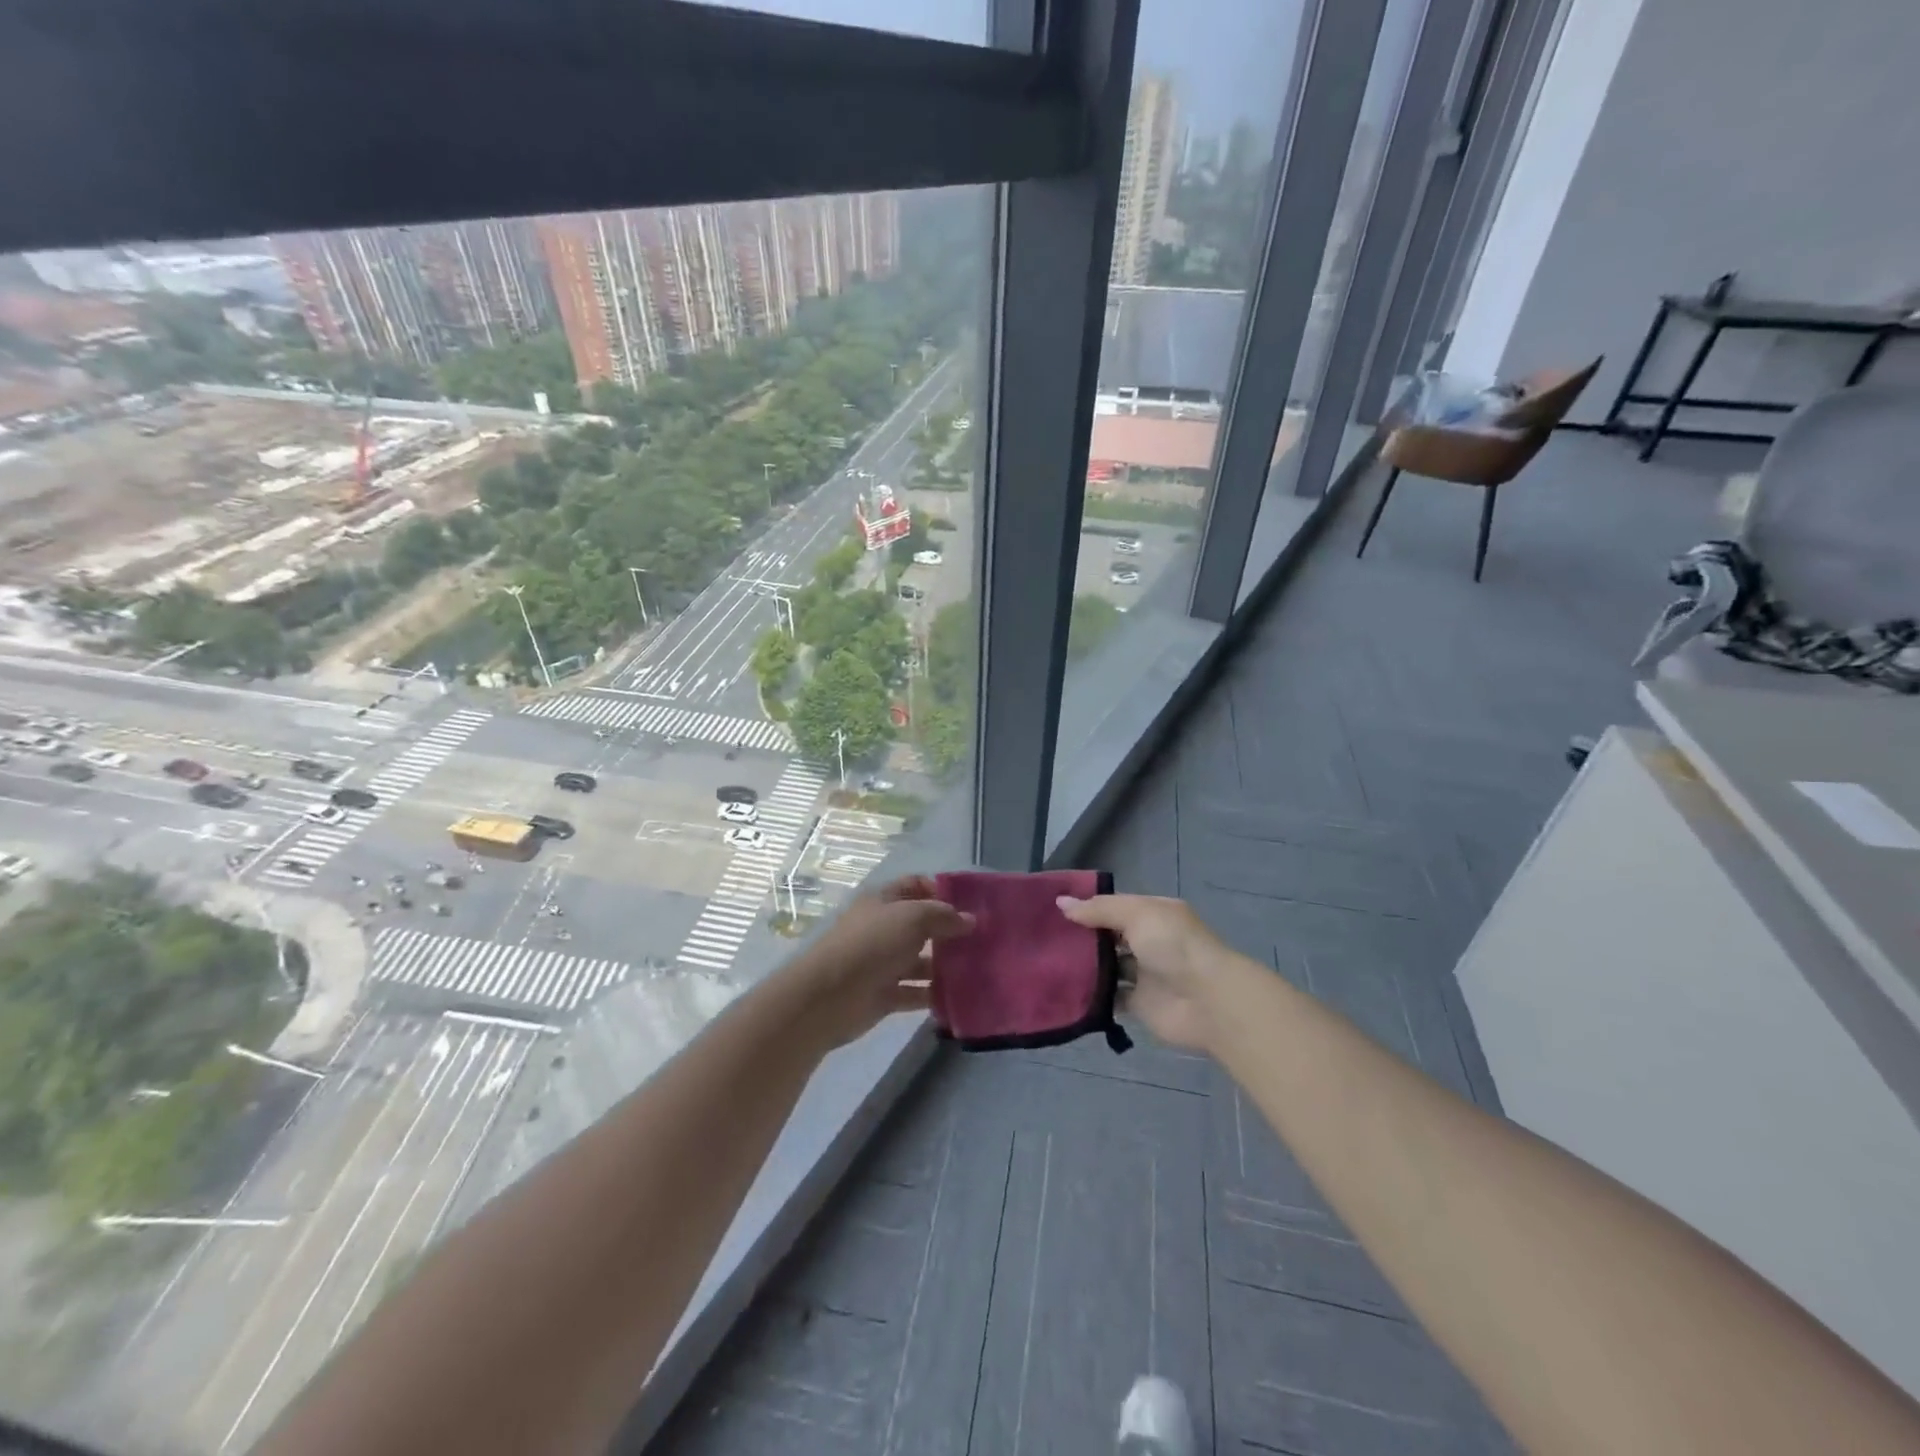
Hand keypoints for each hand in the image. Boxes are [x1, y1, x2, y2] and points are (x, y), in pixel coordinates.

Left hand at [783, 876, 972, 1048]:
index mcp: (883, 901)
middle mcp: (882, 928)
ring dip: (944, 965)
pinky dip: (933, 994)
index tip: (971, 904)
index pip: (915, 885)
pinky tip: (959, 996)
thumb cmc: (872, 944)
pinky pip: (914, 992)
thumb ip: (943, 916)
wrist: (830, 996)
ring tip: (977, 970)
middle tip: (982, 940)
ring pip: (919, 961)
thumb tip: (969, 920)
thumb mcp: (912, 918)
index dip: (941, 891)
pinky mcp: (883, 995)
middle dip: (948, 931)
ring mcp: (882, 963)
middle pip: (920, 925)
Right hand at [1056, 893, 1237, 1051]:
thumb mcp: (1136, 914)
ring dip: (1085, 966)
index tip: (1052, 909)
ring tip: (1046, 962)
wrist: (1208, 1001)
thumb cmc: (1173, 946)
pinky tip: (1065, 990)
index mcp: (1153, 914)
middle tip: (1043, 937)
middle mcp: (1149, 941)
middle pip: (1109, 936)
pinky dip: (1092, 996)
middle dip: (1081, 937)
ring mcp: (1144, 974)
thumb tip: (1061, 902)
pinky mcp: (1139, 1004)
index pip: (1114, 906)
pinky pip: (1110, 997)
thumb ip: (1098, 909)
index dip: (1087, 907)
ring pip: (1107, 966)